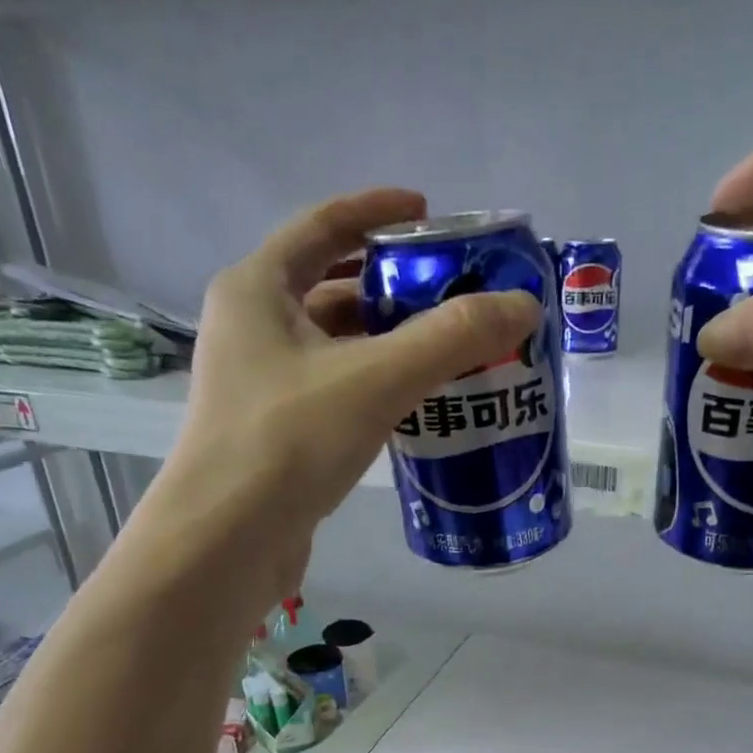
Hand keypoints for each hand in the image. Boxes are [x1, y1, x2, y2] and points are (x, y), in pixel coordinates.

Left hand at [145, 188, 539, 611]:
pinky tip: (416, 404)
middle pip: (330, 287)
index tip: (428, 211)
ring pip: (335, 346)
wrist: (227, 542)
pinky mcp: (277, 434)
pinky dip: (375, 387)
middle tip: (453, 292)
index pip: (322, 225)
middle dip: (392, 284)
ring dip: (387, 342)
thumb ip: (451, 338)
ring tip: (448, 348)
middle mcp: (252, 329)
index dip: (375, 210)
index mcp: (256, 289)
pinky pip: (336, 391)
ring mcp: (261, 385)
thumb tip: (524, 306)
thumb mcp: (376, 379)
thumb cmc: (289, 440)